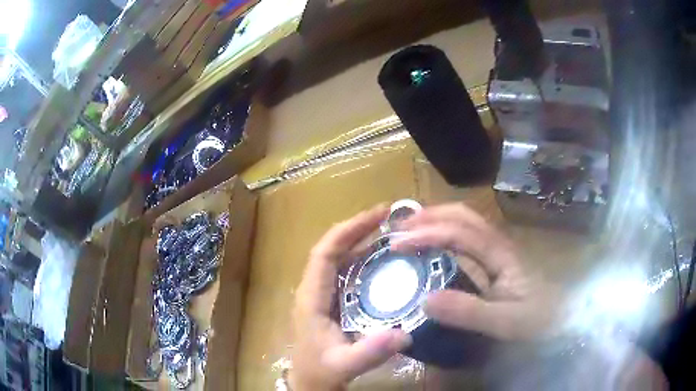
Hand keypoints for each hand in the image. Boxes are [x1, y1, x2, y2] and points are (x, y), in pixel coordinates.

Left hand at [290, 206, 412, 389]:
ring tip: (391, 233)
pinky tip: (384, 263)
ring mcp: (322, 295)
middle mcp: (314, 289)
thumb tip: (403, 333)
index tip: (378, 216)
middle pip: (332, 249)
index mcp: (311, 297)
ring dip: (361, 242)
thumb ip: (369, 352)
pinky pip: (346, 273)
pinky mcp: (331, 303)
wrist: (310, 384)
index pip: (325, 252)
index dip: (349, 230)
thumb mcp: (344, 365)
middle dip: (358, 229)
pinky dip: (364, 261)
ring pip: (339, 259)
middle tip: (390, 217)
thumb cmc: (321, 373)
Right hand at [391, 203, 560, 340]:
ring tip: (410, 231)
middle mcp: (499, 244)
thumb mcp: (505, 321)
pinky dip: (445, 236)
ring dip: (436, 221)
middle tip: (399, 228)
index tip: (397, 244)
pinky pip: (468, 238)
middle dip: (429, 216)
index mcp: (501, 254)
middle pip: (463, 215)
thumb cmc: (539, 319)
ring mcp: (499, 251)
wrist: (563, 319)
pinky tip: (435, 249)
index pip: (460, 232)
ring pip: (466, 223)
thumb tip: (425, 300)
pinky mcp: (497, 262)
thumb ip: (469, 312)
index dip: (427, 234)